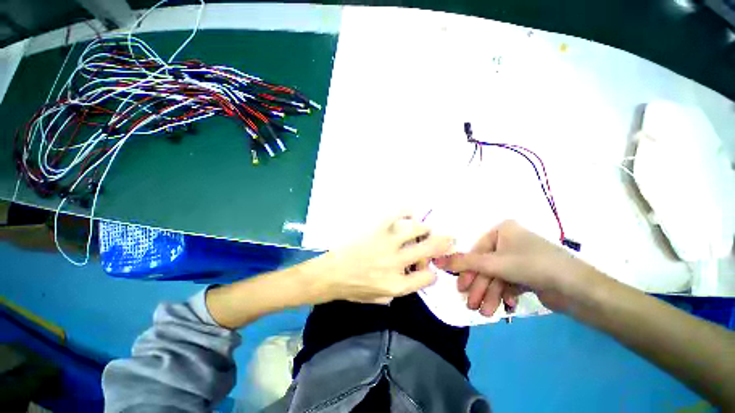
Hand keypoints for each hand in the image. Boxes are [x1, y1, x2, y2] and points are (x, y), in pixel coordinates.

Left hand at [309, 214, 454, 304]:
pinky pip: (396, 214)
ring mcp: (387, 243)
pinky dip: (405, 211)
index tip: (429, 269)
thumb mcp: (379, 299)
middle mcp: (396, 262)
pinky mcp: (377, 229)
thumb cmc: (353, 289)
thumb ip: (399, 291)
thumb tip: (411, 277)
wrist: (330, 274)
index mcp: (398, 284)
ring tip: (423, 228)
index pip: (428, 277)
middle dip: (444, 243)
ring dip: (423, 228)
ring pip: (416, 229)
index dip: (432, 273)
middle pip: (429, 249)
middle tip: (449, 237)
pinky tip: (409, 211)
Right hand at [433, 220, 603, 313]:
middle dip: (480, 287)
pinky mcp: (528, 274)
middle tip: (471, 305)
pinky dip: (505, 295)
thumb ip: (463, 263)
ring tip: (486, 312)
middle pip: (487, 266)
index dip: (467, 271)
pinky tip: (507, 306)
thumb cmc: (533, 266)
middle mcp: (510, 242)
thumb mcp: (493, 264)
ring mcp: (520, 258)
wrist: (580, 290)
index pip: (477, 251)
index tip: (460, 288)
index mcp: (502, 231)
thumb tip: (435, 260)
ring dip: (490, 295)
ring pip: (497, 277)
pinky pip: (509, 283)